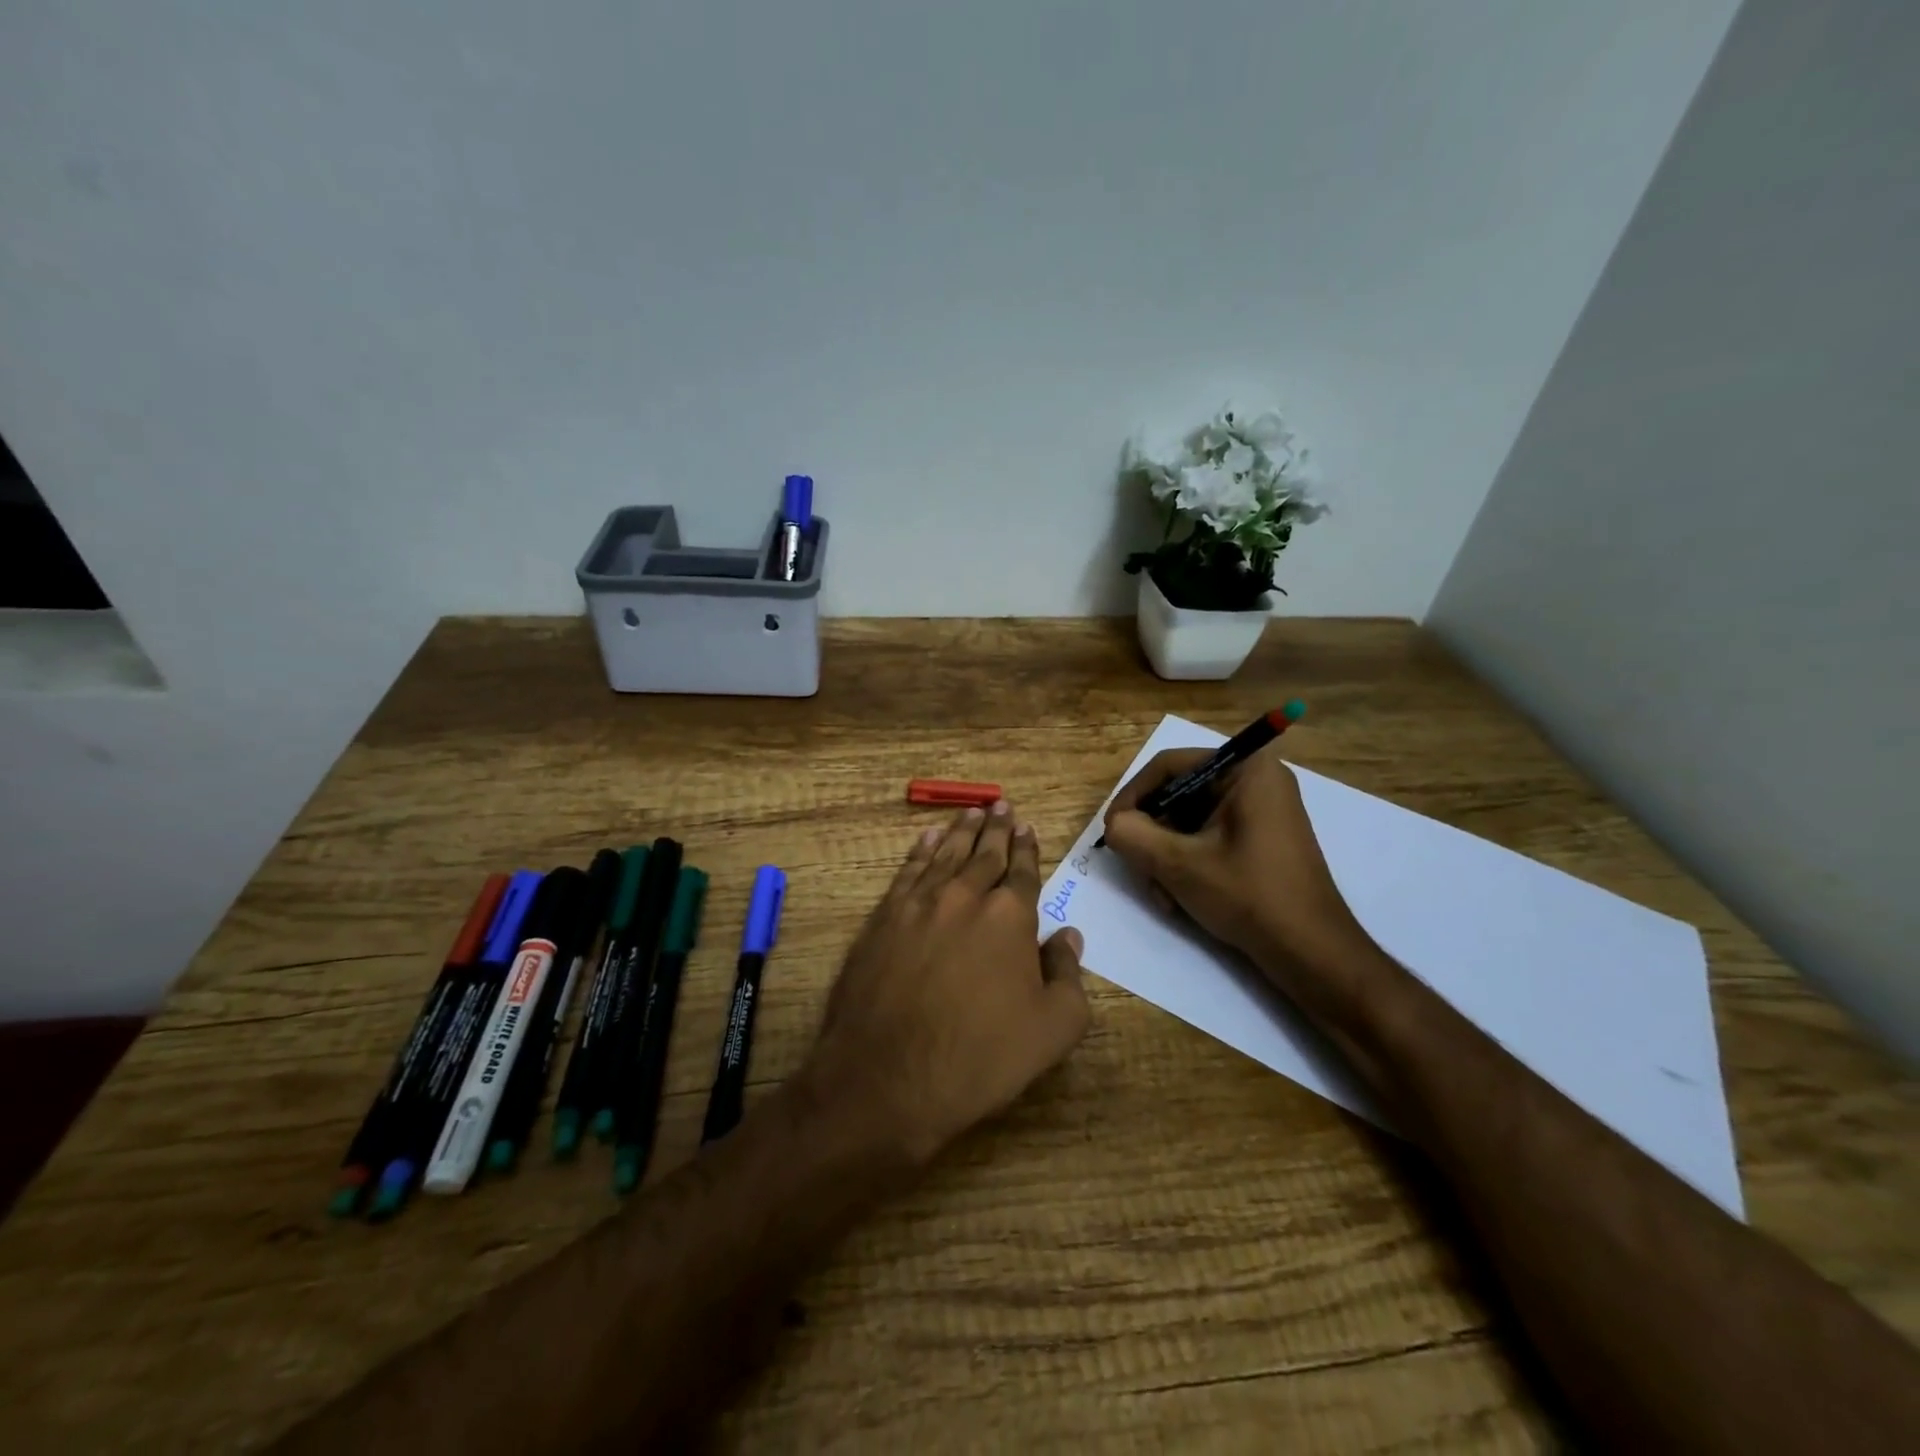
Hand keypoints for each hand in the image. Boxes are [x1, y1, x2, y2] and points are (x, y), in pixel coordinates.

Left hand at [802, 801, 1091, 1164]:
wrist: (888, 1076)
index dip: (1027, 849)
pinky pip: (907, 870)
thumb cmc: (980, 1057)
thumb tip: (1068, 935)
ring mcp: (919, 903)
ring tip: (972, 811)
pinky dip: (920, 850)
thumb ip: (1067, 974)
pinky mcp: (883, 918)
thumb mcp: (1052, 1029)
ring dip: (962, 831)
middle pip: (985, 853)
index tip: (1028, 828)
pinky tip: (927, 838)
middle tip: (1001, 805)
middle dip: (997, 829)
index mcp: (1010, 916)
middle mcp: (965, 896)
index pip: (1023, 871)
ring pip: (946, 854)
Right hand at [1102, 748, 1377, 1015]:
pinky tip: (1179, 898)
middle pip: (1178, 794)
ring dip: (1165, 855)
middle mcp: (1256, 779)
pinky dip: (1186, 862)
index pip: (1169, 766)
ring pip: (1188, 820)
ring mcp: (1261, 810)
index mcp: (1246, 769)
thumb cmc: (1250, 896)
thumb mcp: (1179, 864)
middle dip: (1152, 835)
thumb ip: (1133, 835)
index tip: (1112, 831)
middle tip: (1138, 869)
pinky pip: (1207, 836)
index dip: (1133, 797)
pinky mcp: (1260, 838)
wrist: (1312, 953)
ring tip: (1162, 894)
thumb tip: (1114, 826)